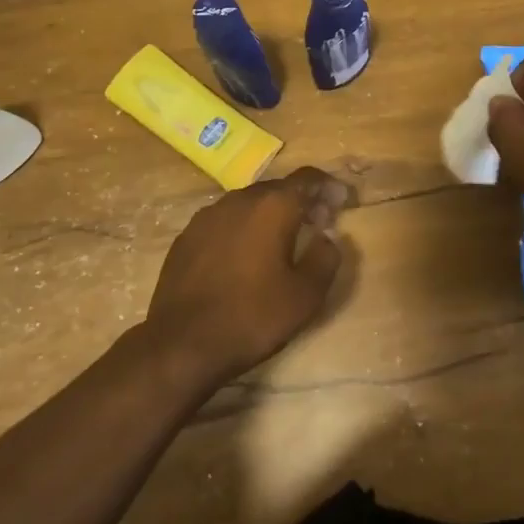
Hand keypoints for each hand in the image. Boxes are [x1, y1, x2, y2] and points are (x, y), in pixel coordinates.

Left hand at [140, 167, 351, 388]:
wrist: (181, 344)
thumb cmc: (252, 317)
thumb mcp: (306, 295)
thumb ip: (326, 257)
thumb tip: (327, 237)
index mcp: (272, 206)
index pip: (307, 178)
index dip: (328, 186)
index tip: (341, 201)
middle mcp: (239, 200)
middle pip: (277, 189)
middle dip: (301, 201)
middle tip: (318, 223)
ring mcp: (207, 217)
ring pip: (249, 204)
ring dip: (270, 214)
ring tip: (282, 241)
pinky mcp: (186, 237)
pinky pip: (225, 222)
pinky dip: (243, 229)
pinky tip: (245, 257)